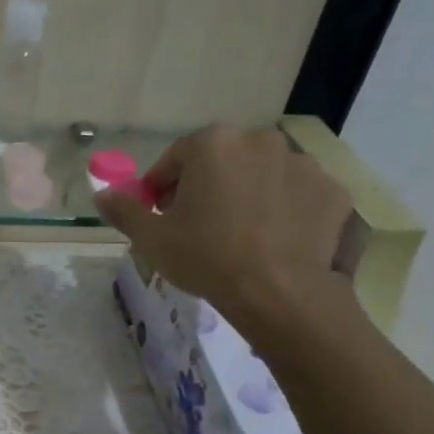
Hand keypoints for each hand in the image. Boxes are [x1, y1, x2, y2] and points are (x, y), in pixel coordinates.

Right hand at [96, 124, 355, 345]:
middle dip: (206, 187)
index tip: (159, 215)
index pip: (175, 159)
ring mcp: (302, 163)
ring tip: (239, 236)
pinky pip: (297, 195)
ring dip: (246, 195)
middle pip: (221, 161)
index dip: (161, 188)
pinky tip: (274, 241)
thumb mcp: (152, 239)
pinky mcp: (331, 190)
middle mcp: (260, 140)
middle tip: (198, 227)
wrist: (279, 292)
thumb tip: (102, 195)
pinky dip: (284, 210)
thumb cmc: (207, 258)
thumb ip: (124, 211)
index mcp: (213, 144)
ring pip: (261, 176)